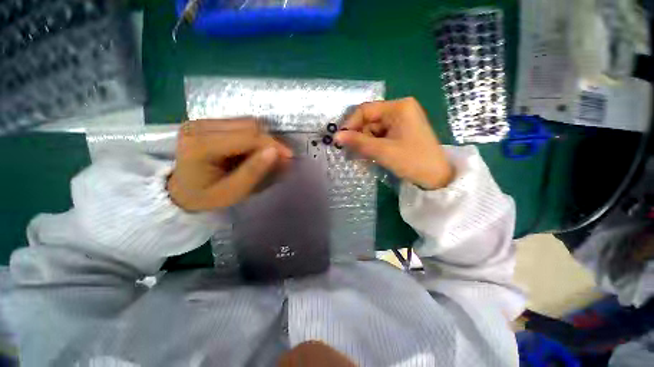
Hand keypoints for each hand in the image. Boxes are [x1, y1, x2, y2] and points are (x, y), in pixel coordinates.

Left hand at [167, 119, 292, 211]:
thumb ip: (253, 172)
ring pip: (246, 122)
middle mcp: (198, 126)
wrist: (180, 191)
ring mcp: (201, 121)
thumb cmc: (205, 196)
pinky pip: (239, 124)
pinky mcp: (206, 122)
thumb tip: (275, 152)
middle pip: (248, 125)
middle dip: (269, 142)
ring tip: (266, 156)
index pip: (247, 137)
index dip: (272, 145)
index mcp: (200, 145)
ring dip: (262, 139)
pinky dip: (253, 137)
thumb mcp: (231, 192)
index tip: (289, 157)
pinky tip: (252, 150)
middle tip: (279, 158)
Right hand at [334, 97, 453, 189]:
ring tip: (366, 156)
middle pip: (369, 119)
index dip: (351, 124)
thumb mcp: (382, 151)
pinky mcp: (401, 131)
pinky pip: (381, 135)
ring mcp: (401, 120)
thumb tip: (336, 136)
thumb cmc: (412, 161)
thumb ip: (358, 142)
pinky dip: (374, 144)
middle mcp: (399, 109)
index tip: (340, 140)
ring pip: (373, 129)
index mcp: (398, 107)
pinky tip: (373, 155)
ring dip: (366, 142)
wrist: (436, 177)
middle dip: (359, 135)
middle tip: (352, 151)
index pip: (365, 110)